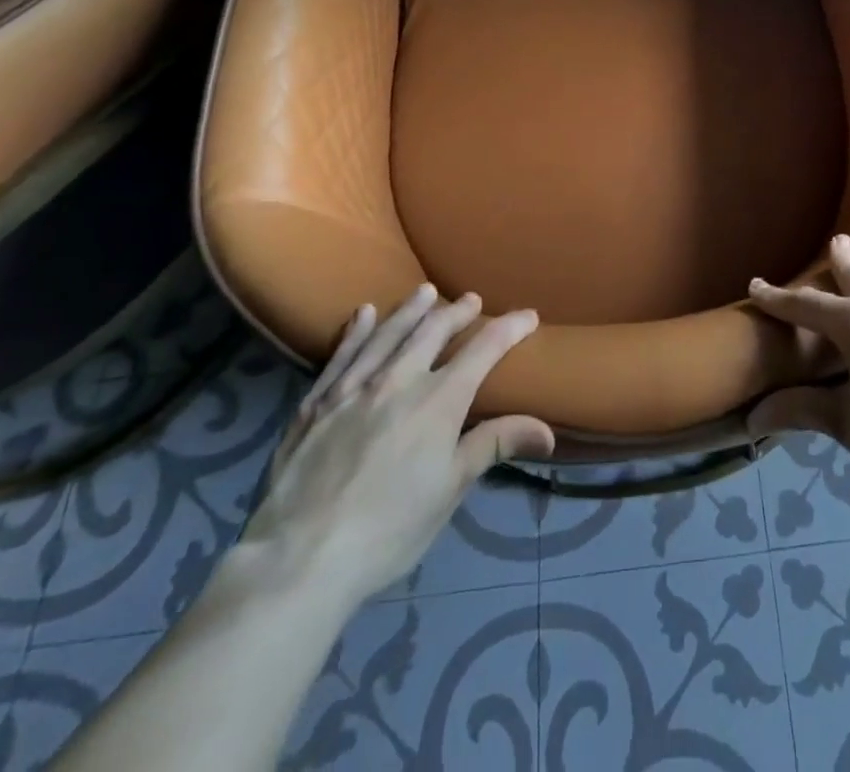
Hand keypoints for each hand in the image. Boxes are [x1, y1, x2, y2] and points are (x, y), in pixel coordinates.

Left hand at [240, 287, 553, 609]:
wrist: (300, 558)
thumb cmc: (389, 528)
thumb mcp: (451, 488)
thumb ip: (496, 445)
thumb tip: (548, 431)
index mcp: (439, 400)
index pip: (484, 349)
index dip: (509, 328)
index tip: (528, 316)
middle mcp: (399, 379)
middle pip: (434, 330)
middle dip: (457, 312)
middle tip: (471, 300)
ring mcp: (353, 387)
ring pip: (388, 333)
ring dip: (411, 309)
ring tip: (425, 292)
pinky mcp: (316, 403)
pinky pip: (341, 354)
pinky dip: (356, 331)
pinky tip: (363, 314)